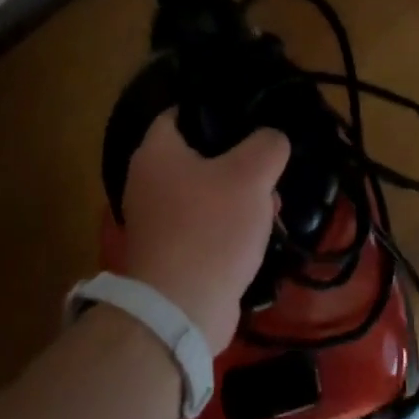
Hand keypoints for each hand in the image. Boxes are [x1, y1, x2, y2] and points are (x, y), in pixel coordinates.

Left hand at [122, 110, 290, 354]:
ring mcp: (155, 221)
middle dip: (238, 161)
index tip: (248, 115)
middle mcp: (146, 182)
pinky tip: (256, 236)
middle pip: (197, 156)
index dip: (214, 110)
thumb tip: (272, 140)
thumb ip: (268, 145)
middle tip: (268, 166)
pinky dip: (227, 226)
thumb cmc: (212, 228)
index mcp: (156, 153)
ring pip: (205, 193)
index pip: (179, 113)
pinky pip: (203, 225)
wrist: (181, 309)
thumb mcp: (251, 175)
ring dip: (238, 197)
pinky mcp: (168, 253)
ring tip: (271, 206)